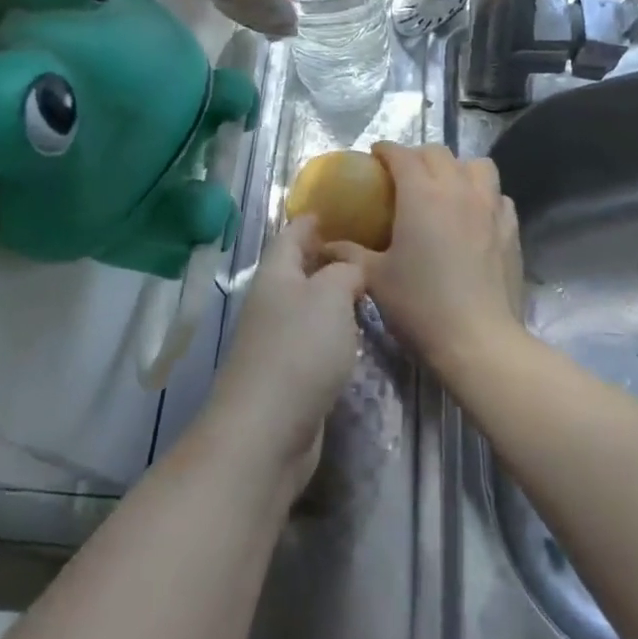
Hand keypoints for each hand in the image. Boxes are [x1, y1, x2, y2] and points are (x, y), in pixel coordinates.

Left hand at [197, 215, 364, 498]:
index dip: (315, 218)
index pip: (293, 233)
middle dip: (328, 255)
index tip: (344, 206)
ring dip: (332, 294)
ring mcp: (277, 340)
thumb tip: (351, 268)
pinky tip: (356, 333)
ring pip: (308, 305)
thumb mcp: (331, 295)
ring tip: (370, 285)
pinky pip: (313, 339)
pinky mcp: (288, 375)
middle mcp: (272, 301)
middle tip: (370, 246)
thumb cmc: (299, 350)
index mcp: (276, 273)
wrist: (267, 432)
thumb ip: (345, 271)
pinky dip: (333, 330)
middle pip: (299, 268)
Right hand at [328, 144, 524, 382]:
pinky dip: (484, 196)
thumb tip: (324, 244)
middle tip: (403, 176)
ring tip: (445, 189)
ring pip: (477, 166)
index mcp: (421, 194)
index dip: (385, 150)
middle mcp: (457, 189)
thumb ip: (348, 254)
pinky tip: (475, 217)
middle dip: (418, 156)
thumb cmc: (421, 305)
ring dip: (458, 168)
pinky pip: (498, 196)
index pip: (401, 154)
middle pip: (438, 153)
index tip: (374, 157)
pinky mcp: (511, 229)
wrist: (479, 340)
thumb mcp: (375, 278)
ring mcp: (490, 207)